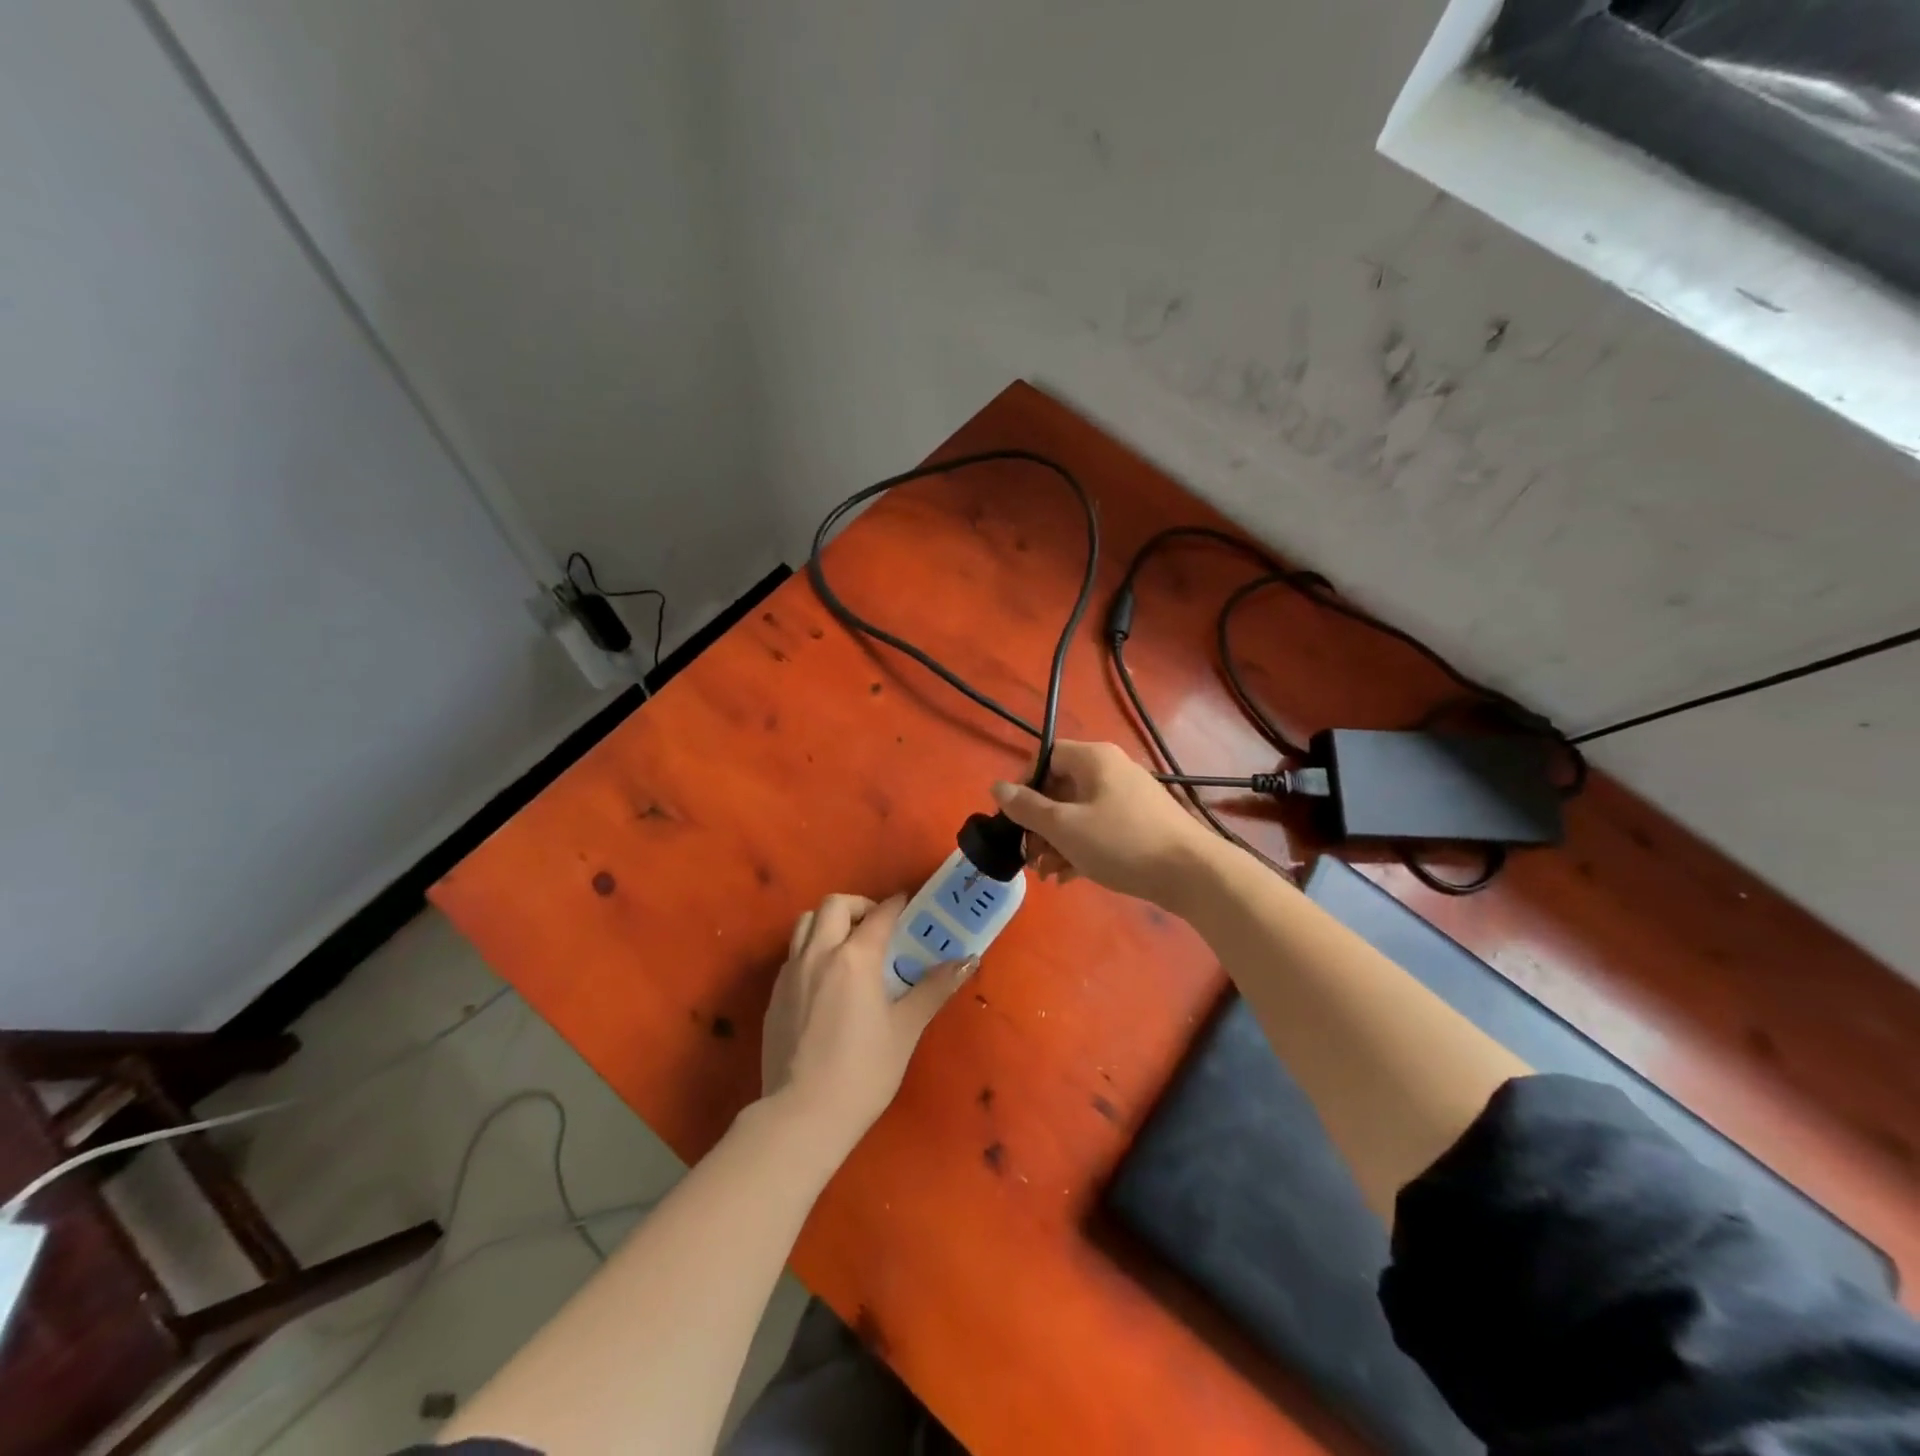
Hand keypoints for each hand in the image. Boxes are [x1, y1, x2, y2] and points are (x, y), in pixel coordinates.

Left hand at [761, 893, 974, 1146]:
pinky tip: (826, 980)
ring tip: (848, 946)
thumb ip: (934, 989)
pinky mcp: (774, 995)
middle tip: (877, 927)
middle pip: (834, 905)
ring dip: (828, 922)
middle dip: (858, 906)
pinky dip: (812, 949)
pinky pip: (793, 954)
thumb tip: (967, 961)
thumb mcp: (906, 1029)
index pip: (879, 914)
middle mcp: (819, 954)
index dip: (896, 905)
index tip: (908, 905)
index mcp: (855, 957)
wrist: (802, 1115)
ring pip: (806, 923)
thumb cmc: (864, 1072)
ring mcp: (791, 973)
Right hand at [990, 740, 1213, 905]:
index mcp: (1093, 759)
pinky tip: (1069, 877)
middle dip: (1039, 824)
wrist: (1192, 873)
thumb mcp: (1065, 827)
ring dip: (1057, 841)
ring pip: (1079, 812)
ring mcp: (1129, 797)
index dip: (1024, 785)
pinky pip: (1099, 828)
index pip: (1045, 757)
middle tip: (1029, 856)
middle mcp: (1111, 770)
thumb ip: (1027, 808)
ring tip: (1047, 874)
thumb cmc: (1121, 842)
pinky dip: (1081, 847)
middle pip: (1060, 788)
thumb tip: (997, 787)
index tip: (1014, 819)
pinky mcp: (1141, 823)